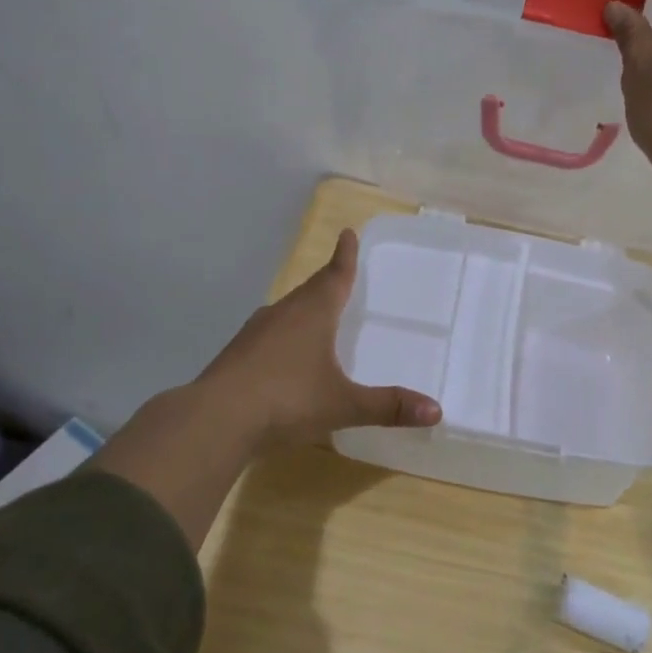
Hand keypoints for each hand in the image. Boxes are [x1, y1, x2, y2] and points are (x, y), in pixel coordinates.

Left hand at [95, 228, 440, 547]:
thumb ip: (388, 406)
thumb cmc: (286, 400)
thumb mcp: (342, 404)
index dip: (345, 256)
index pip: (334, 276)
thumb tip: (436, 410)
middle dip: (327, 282)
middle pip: (310, 290)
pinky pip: (268, 334)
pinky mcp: (236, 354)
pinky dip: (283, 335)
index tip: (347, 232)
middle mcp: (283, 314)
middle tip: (340, 275)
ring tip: (315, 314)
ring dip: (303, 309)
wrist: (214, 420)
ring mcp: (254, 333)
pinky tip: (284, 355)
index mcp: (312, 313)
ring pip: (286, 312)